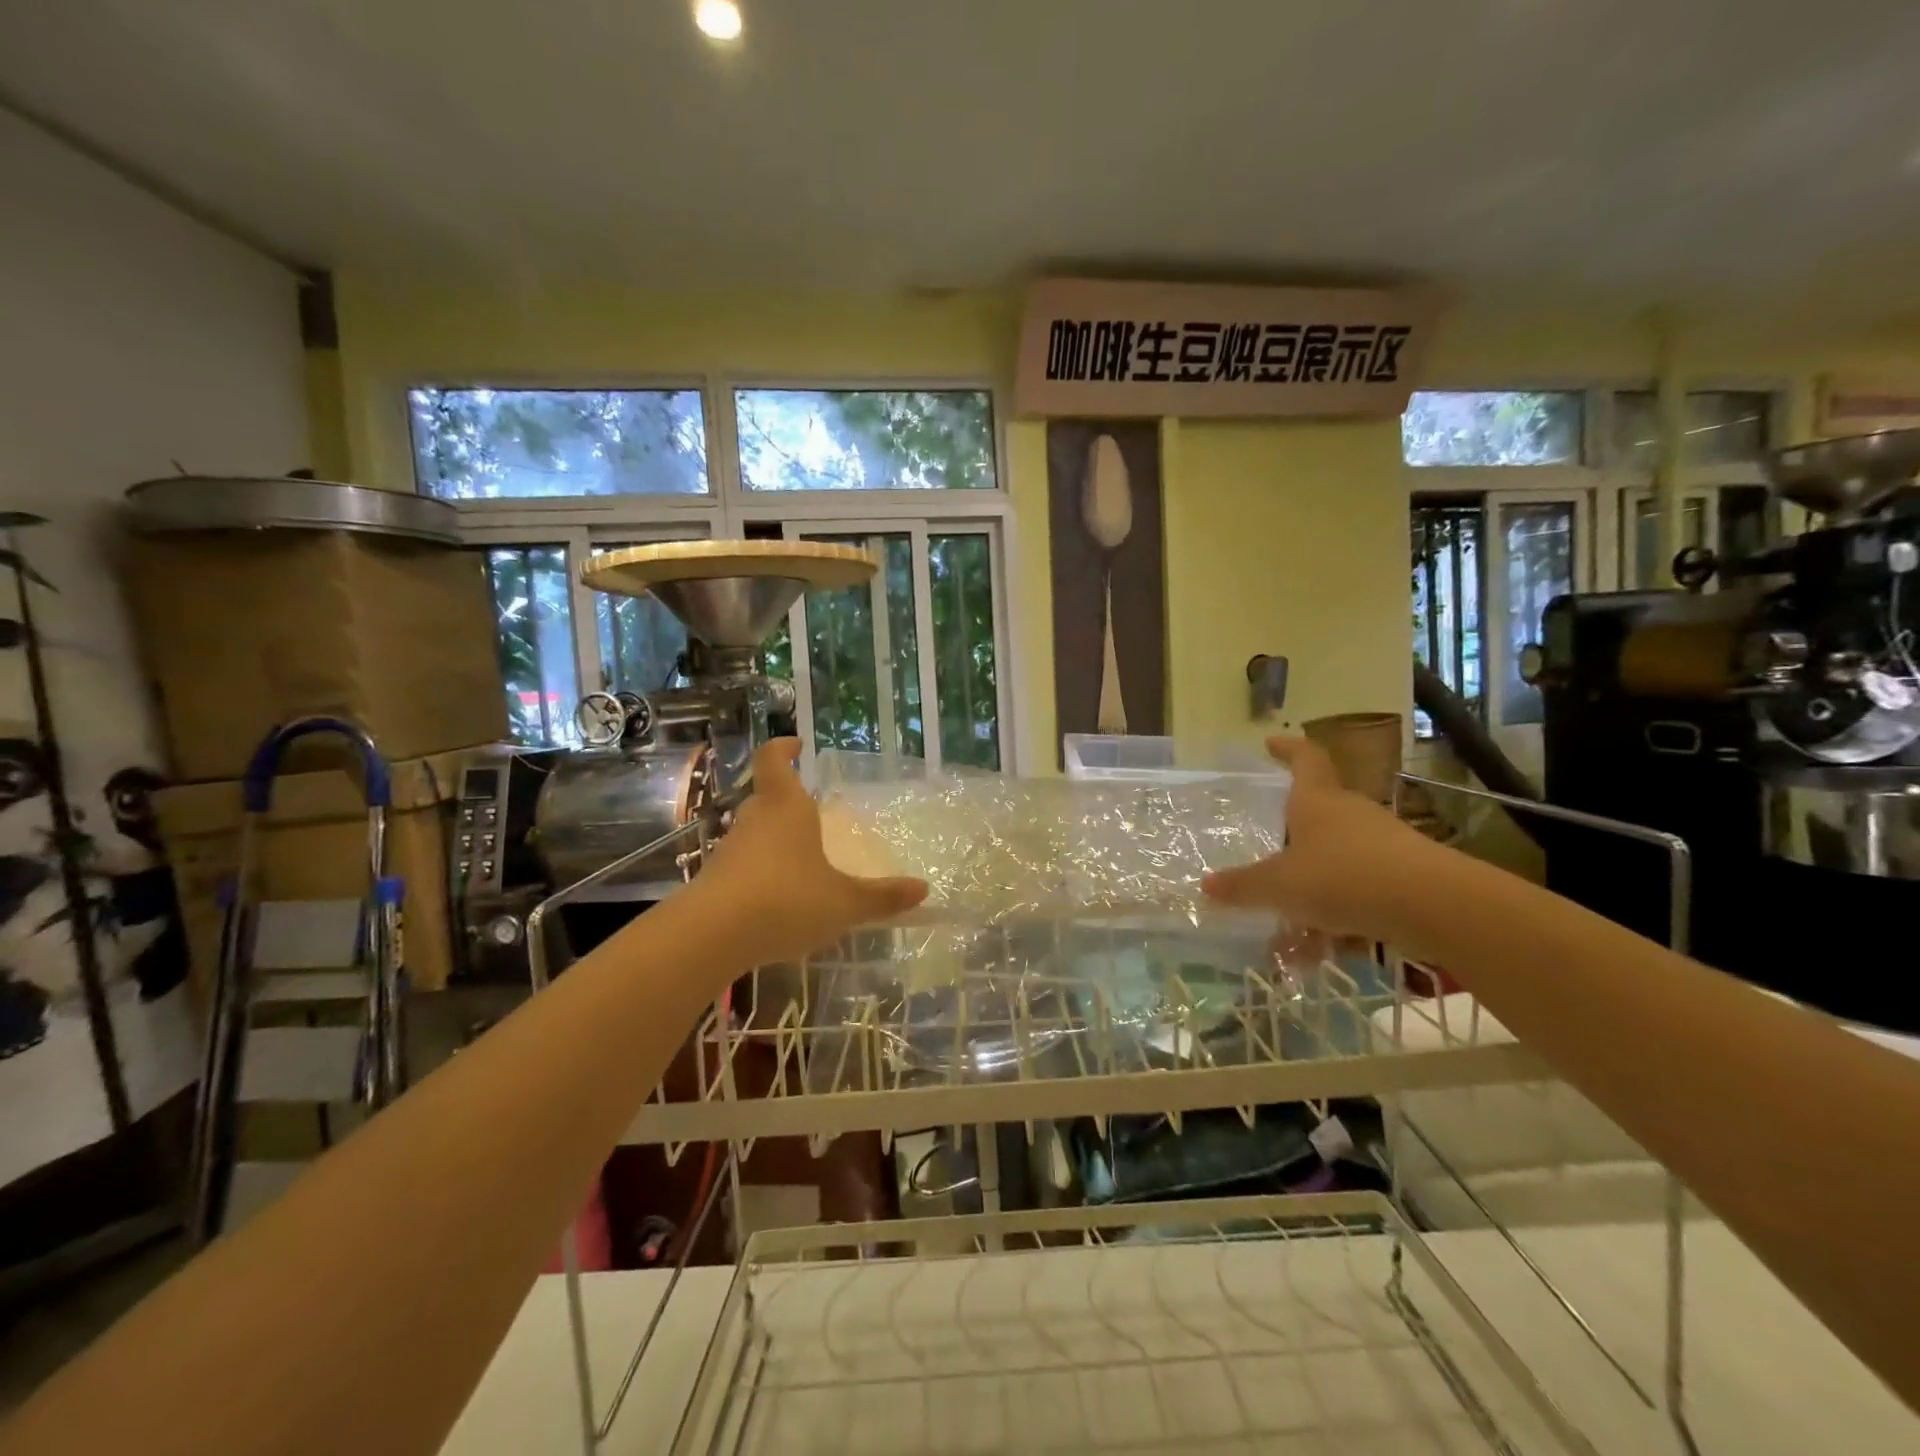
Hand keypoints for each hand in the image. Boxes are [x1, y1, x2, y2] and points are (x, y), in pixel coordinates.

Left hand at [688, 739, 927, 966]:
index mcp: (786, 808)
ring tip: (800, 858)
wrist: (711, 937)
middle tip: (809, 809)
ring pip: (752, 832)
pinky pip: (742, 864)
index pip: (774, 760)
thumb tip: (924, 889)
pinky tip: (777, 897)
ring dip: (772, 838)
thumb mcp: (843, 902)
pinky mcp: (714, 881)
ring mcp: (729, 850)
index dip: (783, 748)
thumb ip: (882, 897)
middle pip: (765, 796)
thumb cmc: (786, 900)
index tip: (797, 744)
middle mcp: (754, 820)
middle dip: (785, 799)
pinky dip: (759, 871)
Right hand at [1202, 736, 1434, 942]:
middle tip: (1267, 852)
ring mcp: (1382, 843)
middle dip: (1292, 831)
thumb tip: (1206, 885)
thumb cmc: (1343, 877)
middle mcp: (1350, 813)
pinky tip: (1325, 949)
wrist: (1433, 906)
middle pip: (1319, 810)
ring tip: (1289, 926)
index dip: (1287, 748)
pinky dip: (1339, 914)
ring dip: (1312, 885)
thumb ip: (1244, 887)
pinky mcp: (1404, 874)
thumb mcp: (1280, 885)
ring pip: (1336, 857)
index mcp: (1317, 800)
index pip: (1304, 758)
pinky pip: (1359, 888)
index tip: (1270, 743)